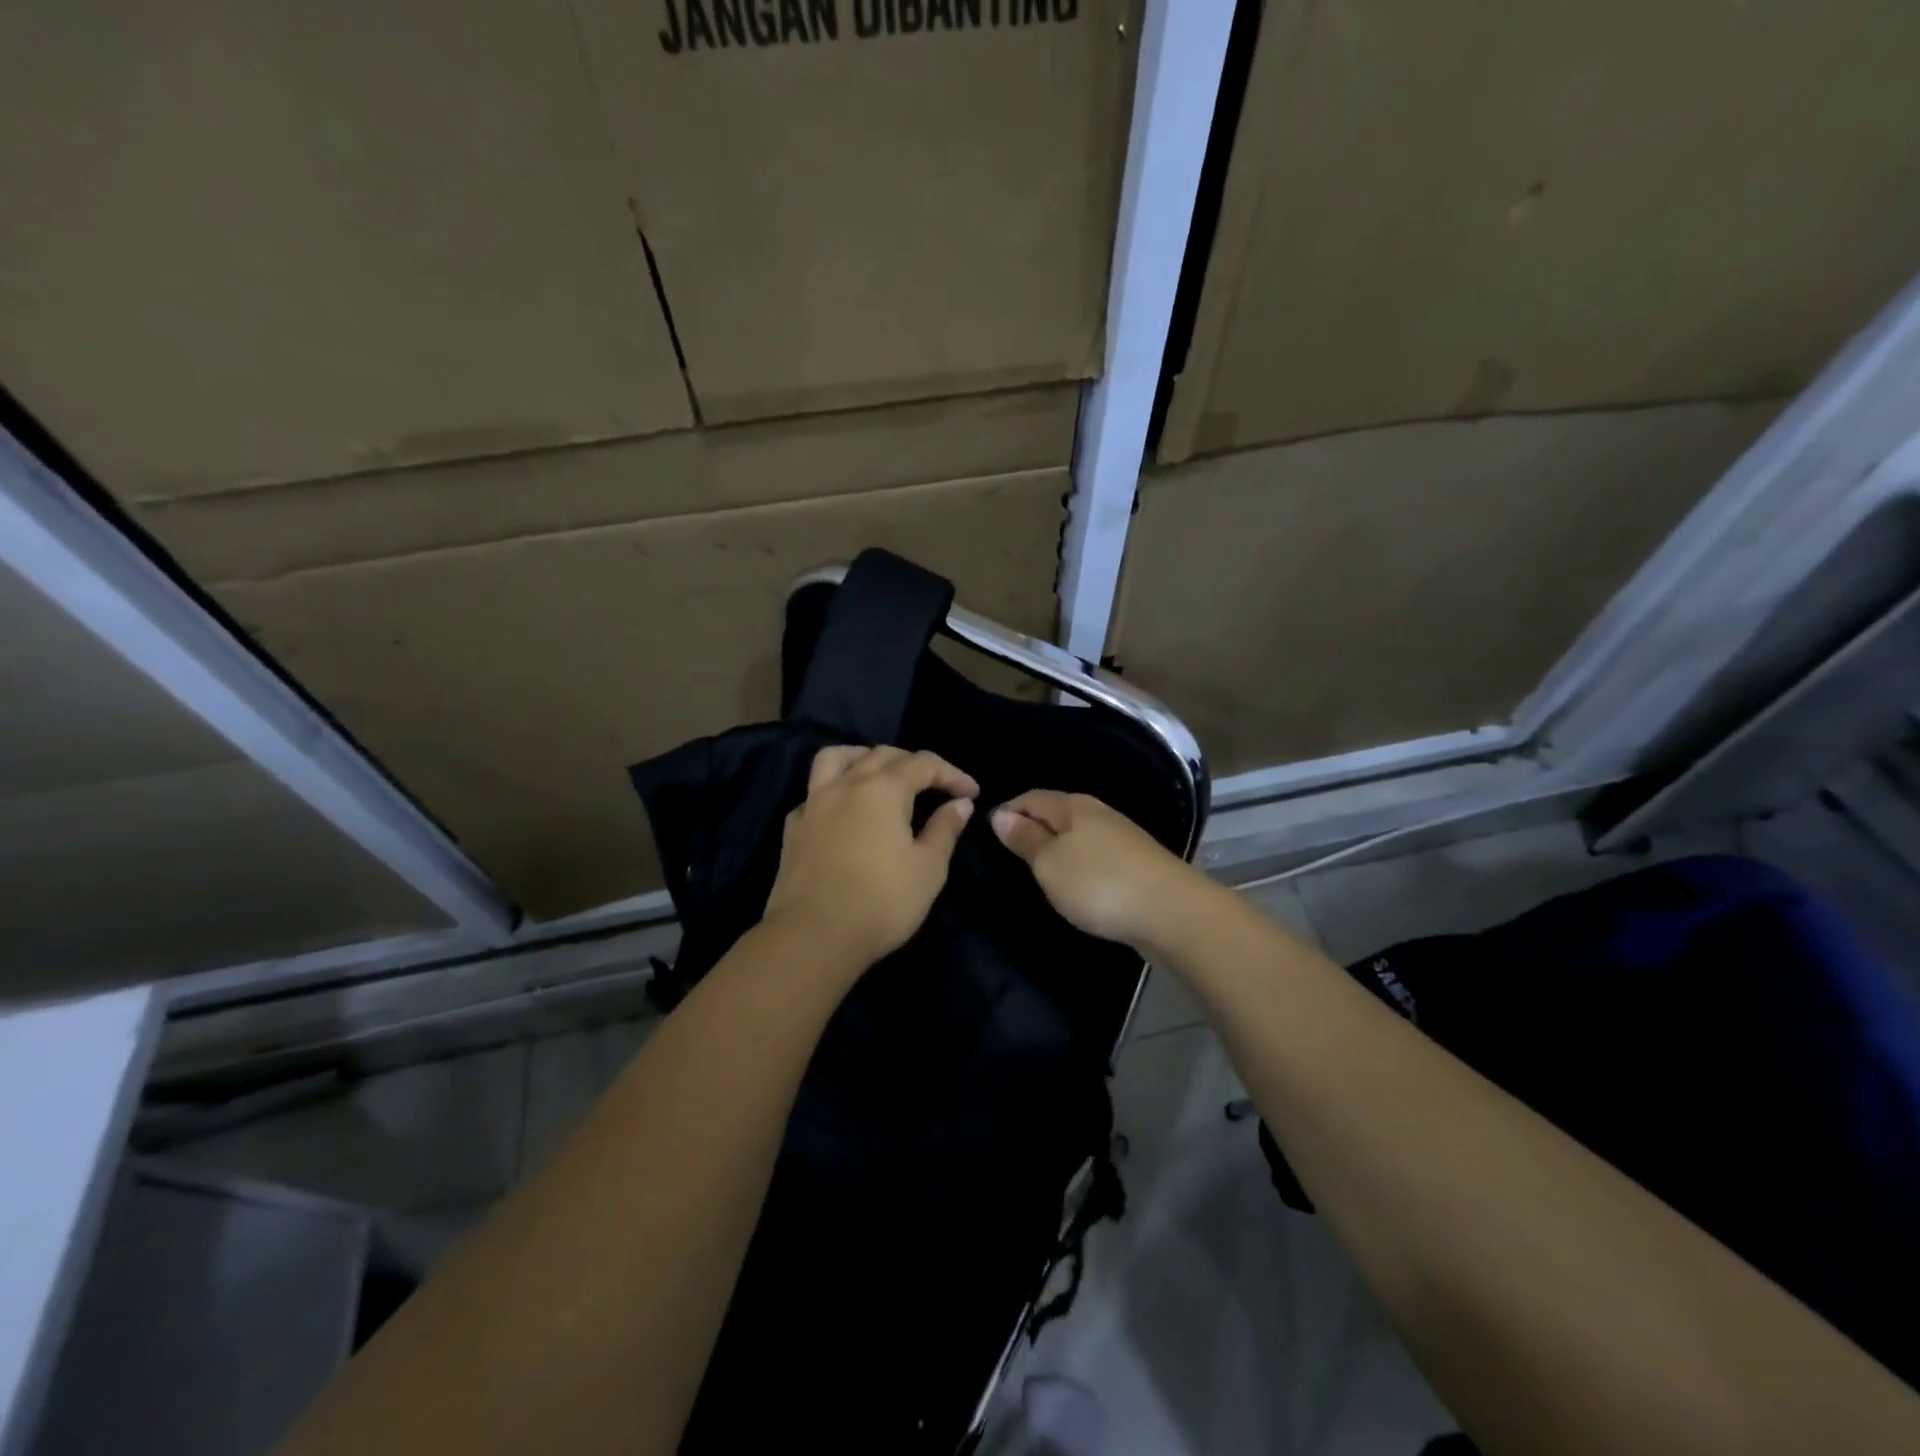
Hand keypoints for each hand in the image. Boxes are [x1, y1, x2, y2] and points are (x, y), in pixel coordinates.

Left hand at [762, 746, 979, 969]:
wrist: (813, 937)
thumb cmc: (881, 902)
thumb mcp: (928, 869)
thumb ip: (945, 829)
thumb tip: (960, 803)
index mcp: (884, 789)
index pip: (924, 764)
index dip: (952, 774)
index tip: (972, 792)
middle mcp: (847, 784)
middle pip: (882, 754)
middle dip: (913, 763)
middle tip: (934, 786)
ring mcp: (813, 803)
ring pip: (837, 758)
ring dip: (863, 757)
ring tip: (879, 773)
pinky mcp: (793, 827)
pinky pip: (815, 792)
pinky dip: (835, 789)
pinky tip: (844, 811)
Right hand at [991, 790, 1202, 951]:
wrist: (1171, 912)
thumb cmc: (1099, 883)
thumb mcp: (1050, 862)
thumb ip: (1025, 838)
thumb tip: (1000, 814)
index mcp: (1073, 806)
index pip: (1031, 797)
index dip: (1007, 810)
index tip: (986, 831)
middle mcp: (1098, 813)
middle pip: (1056, 812)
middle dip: (1032, 826)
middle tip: (1007, 852)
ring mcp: (1121, 838)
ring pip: (1078, 834)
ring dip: (1056, 846)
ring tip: (1036, 869)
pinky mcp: (1136, 864)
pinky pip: (1095, 855)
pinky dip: (1078, 864)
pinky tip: (1074, 882)